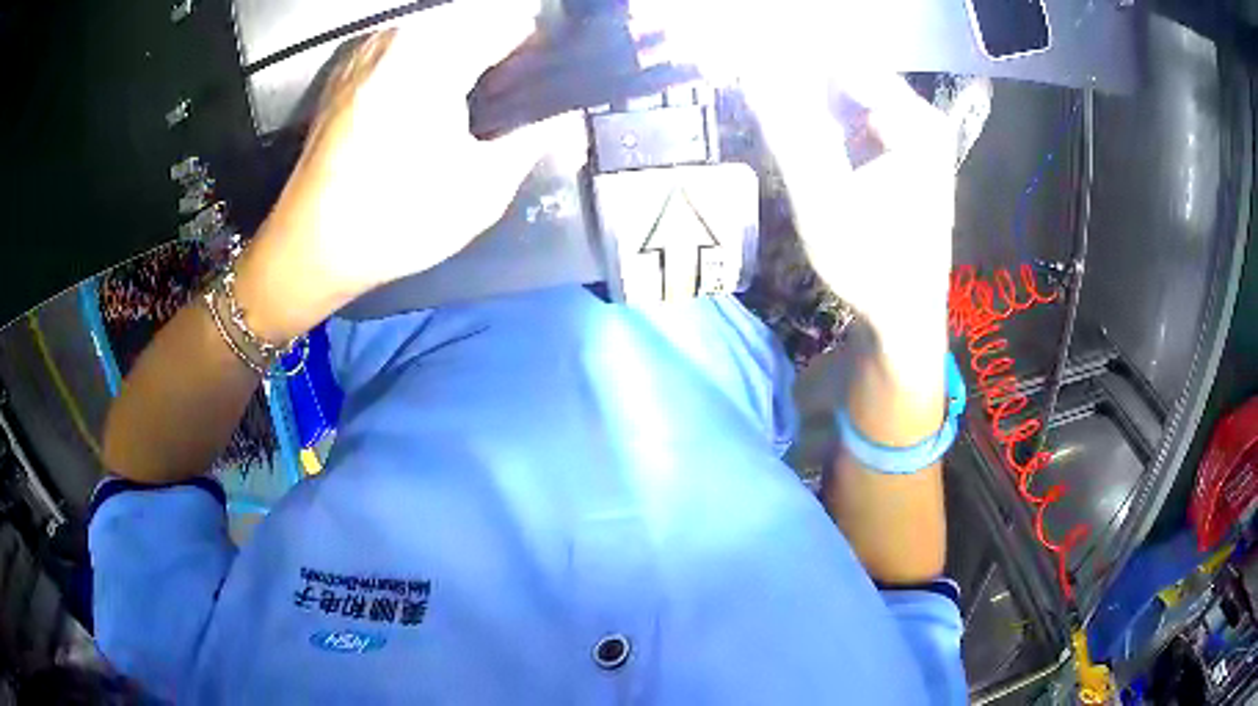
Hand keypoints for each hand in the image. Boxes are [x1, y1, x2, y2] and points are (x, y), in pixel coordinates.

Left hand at [260, 0, 562, 301]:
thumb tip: (566, 116)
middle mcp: (399, 37)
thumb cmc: (395, 220)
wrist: (309, 248)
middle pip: (473, 22)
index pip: (512, 22)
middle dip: (497, 53)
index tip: (541, 84)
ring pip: (437, 32)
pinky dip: (425, 65)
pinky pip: (404, 48)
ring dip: (460, 57)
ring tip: (464, 108)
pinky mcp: (346, 70)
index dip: (538, 50)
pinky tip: (422, 109)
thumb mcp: (482, 189)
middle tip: (503, 104)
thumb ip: (535, 139)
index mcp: (435, 55)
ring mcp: (367, 50)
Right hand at [748, 74, 955, 380]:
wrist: (905, 318)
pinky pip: (861, 121)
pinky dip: (831, 125)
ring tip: (780, 122)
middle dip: (802, 84)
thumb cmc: (871, 264)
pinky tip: (813, 147)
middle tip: (761, 99)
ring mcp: (919, 138)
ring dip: (813, 105)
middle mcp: (923, 121)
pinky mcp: (909, 157)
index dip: (793, 61)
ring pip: (852, 100)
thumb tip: (755, 73)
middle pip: (849, 79)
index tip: (751, 68)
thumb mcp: (823, 197)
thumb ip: (791, 130)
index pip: (843, 62)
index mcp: (915, 122)